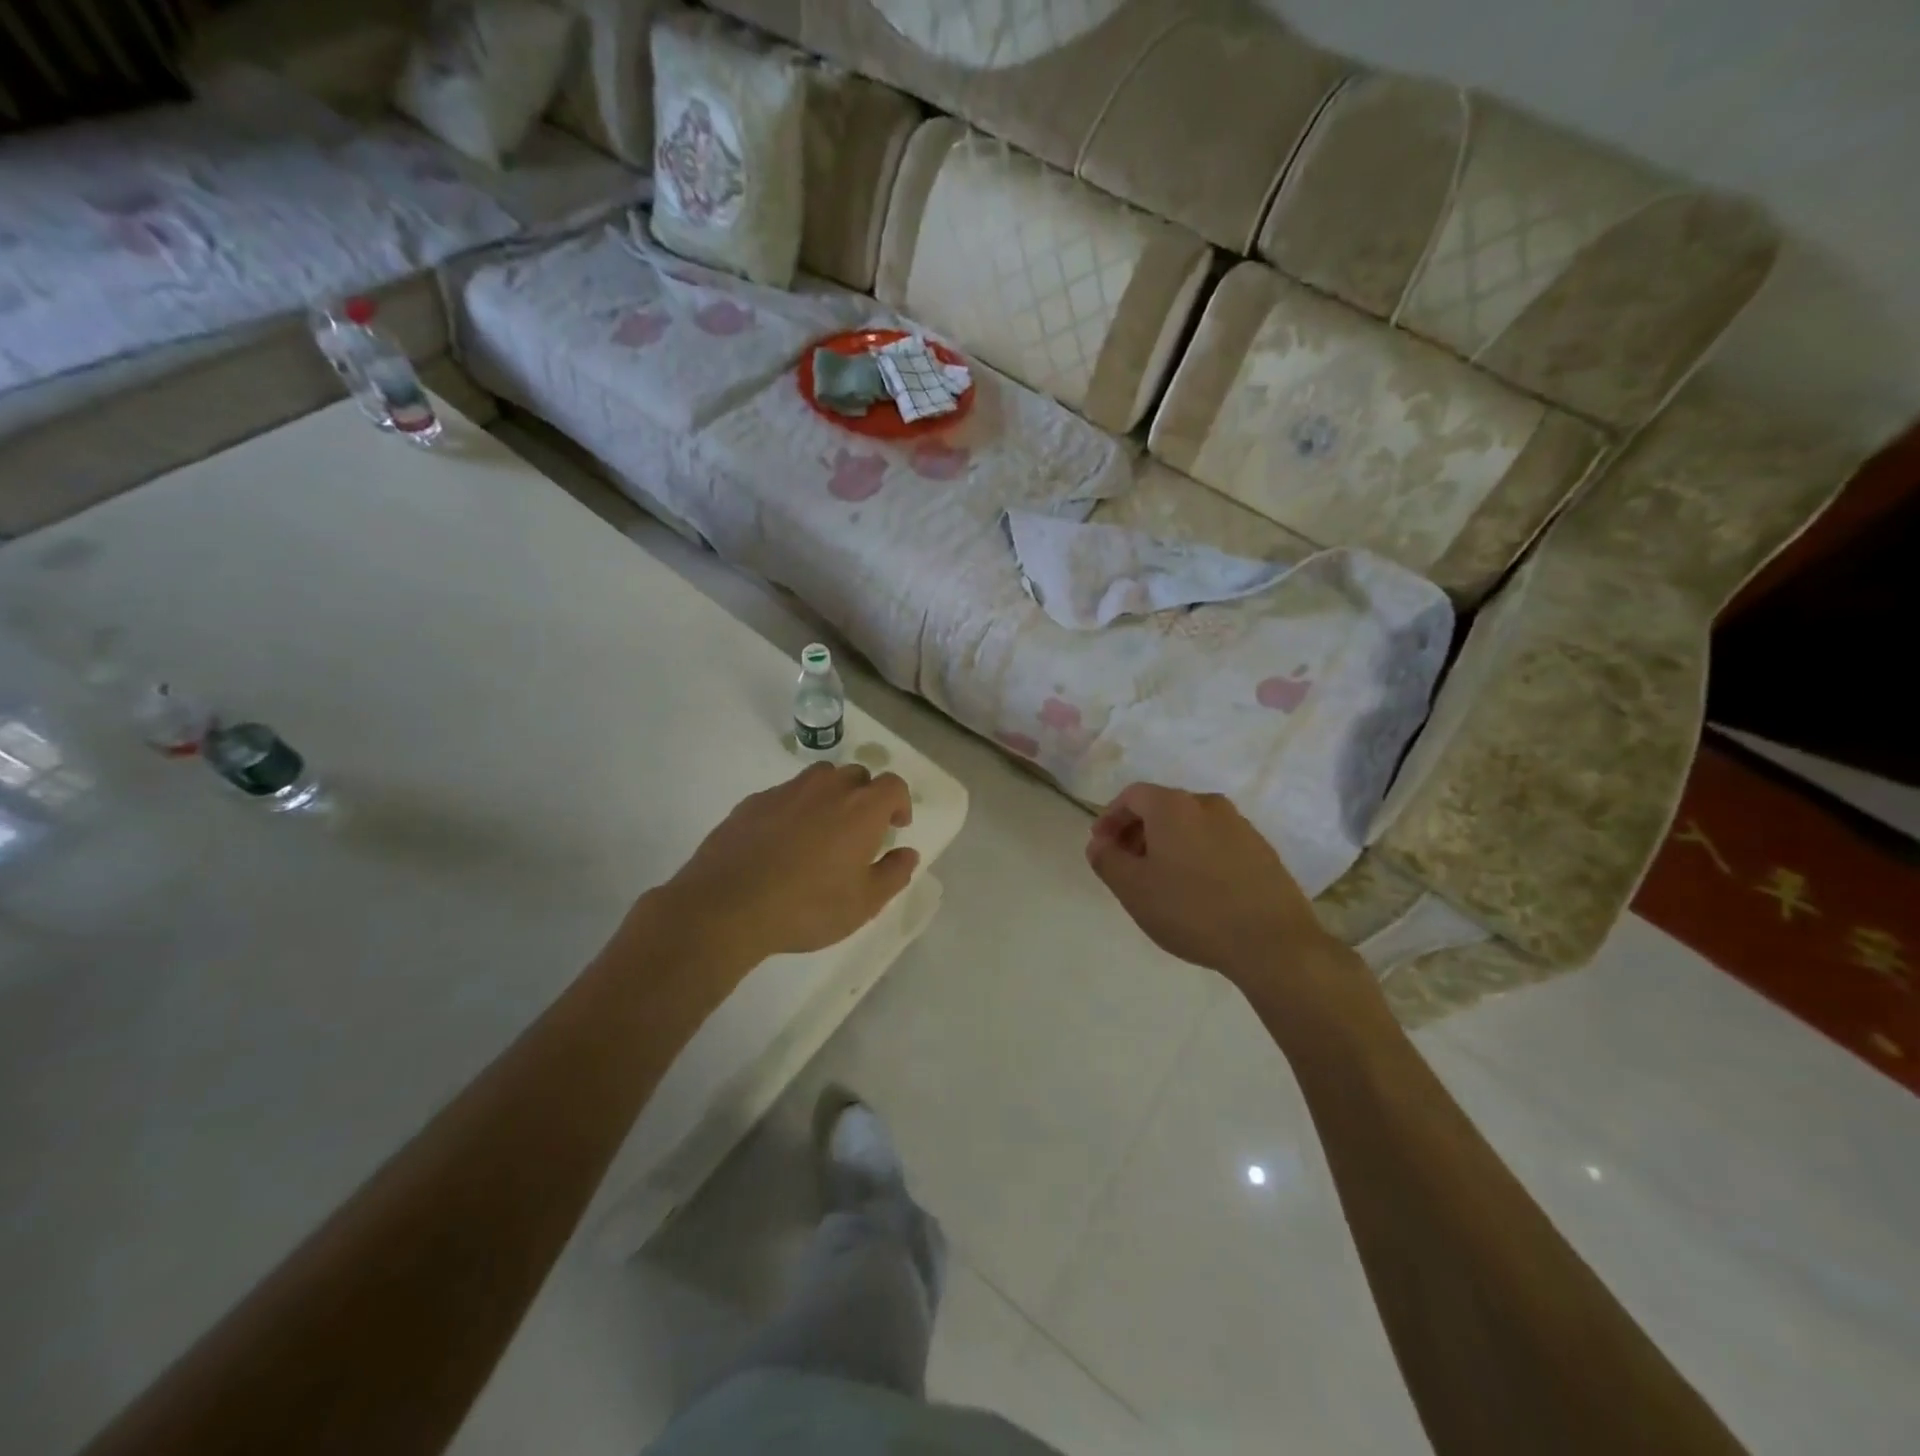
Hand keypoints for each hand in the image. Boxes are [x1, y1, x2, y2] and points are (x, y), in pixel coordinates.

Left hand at [650, 763, 918, 967]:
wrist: (727, 906)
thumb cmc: (807, 907)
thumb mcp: (863, 904)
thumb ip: (893, 874)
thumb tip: (908, 854)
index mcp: (861, 809)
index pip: (893, 785)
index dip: (899, 802)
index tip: (896, 826)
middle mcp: (827, 788)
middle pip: (856, 775)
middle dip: (865, 796)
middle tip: (859, 831)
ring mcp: (786, 791)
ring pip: (819, 778)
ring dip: (830, 795)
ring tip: (822, 830)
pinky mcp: (753, 802)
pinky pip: (785, 795)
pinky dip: (794, 808)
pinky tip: (782, 842)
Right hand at [1085, 783, 1340, 987]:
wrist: (1272, 943)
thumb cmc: (1191, 910)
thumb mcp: (1133, 889)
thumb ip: (1107, 860)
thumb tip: (1099, 843)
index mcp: (1174, 806)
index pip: (1132, 795)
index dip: (1110, 817)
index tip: (1101, 846)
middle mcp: (1208, 804)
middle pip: (1162, 807)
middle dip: (1138, 831)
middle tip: (1126, 865)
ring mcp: (1240, 826)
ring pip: (1191, 825)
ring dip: (1168, 844)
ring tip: (1160, 881)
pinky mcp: (1262, 851)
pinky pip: (1216, 842)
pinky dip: (1196, 855)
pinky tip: (1196, 890)